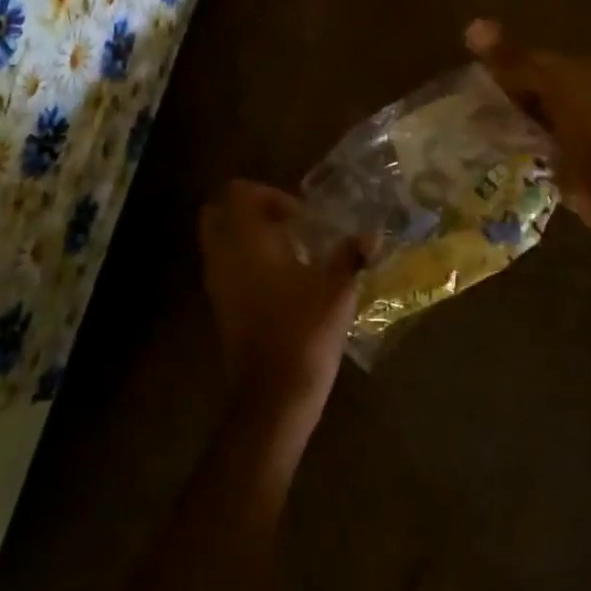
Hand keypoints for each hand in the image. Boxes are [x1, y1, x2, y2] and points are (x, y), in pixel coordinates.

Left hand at [197, 180, 365, 412]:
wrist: (272, 396)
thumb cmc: (303, 332)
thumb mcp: (336, 290)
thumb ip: (351, 256)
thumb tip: (373, 235)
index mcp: (247, 242)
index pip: (237, 194)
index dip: (268, 195)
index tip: (301, 217)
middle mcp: (224, 256)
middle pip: (218, 210)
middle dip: (250, 208)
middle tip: (287, 221)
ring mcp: (217, 282)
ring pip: (219, 237)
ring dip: (248, 232)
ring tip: (289, 247)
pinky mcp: (220, 305)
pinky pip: (224, 262)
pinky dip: (245, 256)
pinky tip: (282, 275)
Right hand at [465, 19, 590, 238]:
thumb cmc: (590, 130)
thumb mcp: (551, 87)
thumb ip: (514, 60)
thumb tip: (473, 25)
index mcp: (580, 71)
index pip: (532, 59)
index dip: (500, 64)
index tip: (468, 77)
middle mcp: (581, 94)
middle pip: (532, 88)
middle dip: (501, 94)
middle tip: (463, 105)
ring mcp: (577, 128)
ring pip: (531, 116)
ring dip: (507, 121)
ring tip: (471, 127)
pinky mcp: (571, 159)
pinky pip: (534, 144)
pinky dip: (516, 145)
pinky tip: (492, 151)